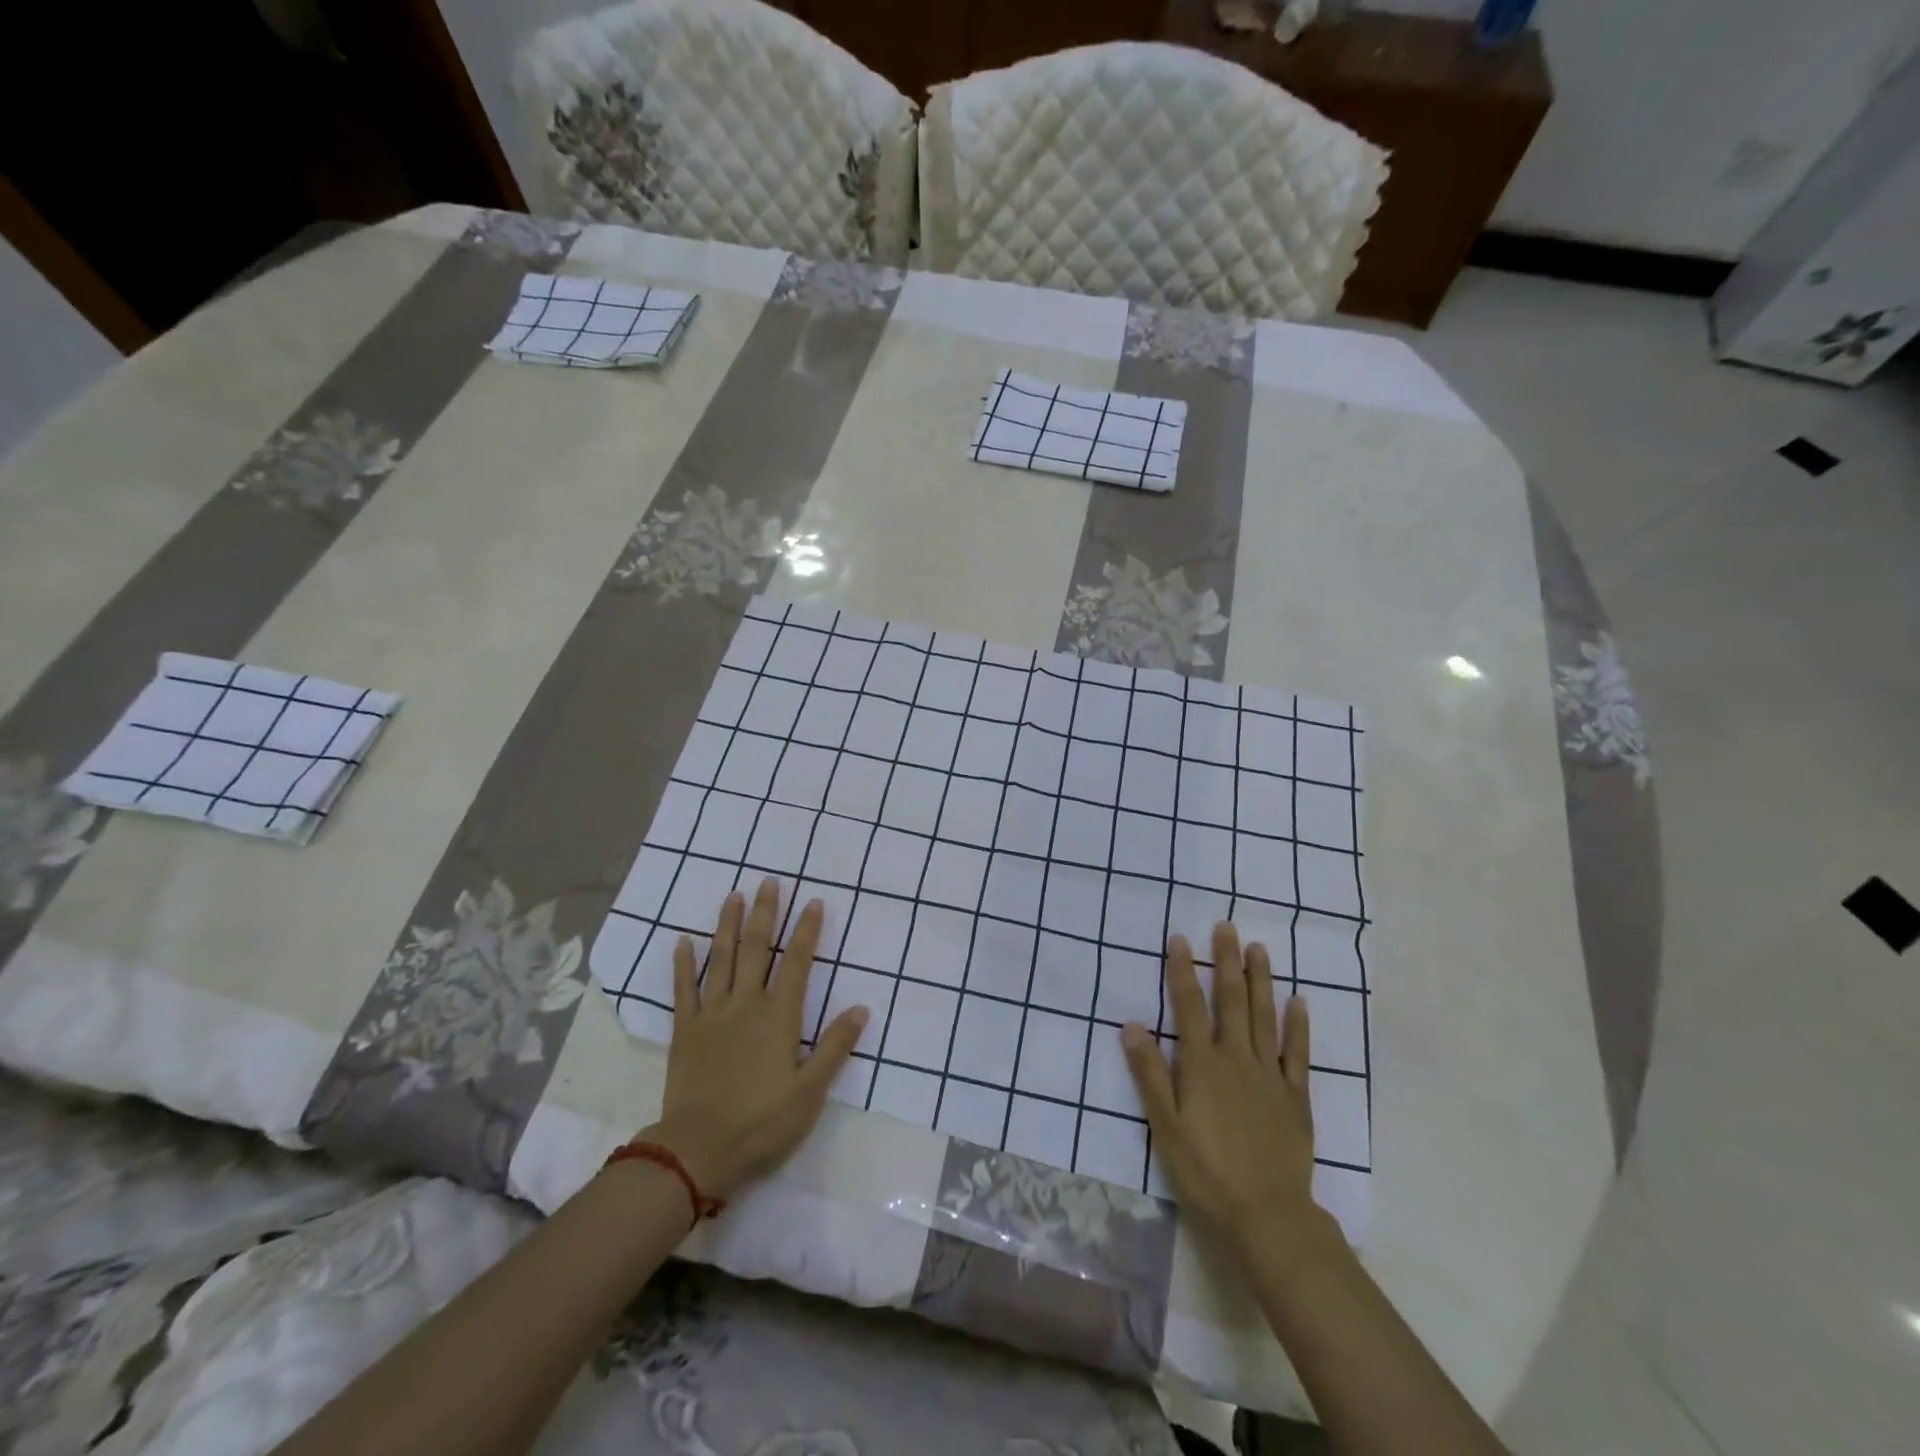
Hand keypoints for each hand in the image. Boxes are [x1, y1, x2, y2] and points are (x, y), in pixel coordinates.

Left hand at [643, 879, 867, 1200]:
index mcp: (779, 1016)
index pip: (798, 962)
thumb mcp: (810, 1092)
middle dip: (766, 913)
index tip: (814, 902)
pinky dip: (684, 964)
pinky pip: (683, 989)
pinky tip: (683, 940)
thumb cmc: (762, 1122)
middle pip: (758, 949)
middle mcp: (746, 1004)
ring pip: (722, 959)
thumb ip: (835, 1047)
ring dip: (728, 926)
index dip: (807, 931)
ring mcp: (712, 1014)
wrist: (698, 1150)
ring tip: (734, 896)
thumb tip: (861, 1008)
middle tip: (770, 882)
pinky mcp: (685, 1030)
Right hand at [1122, 922, 1318, 1255]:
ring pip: (1264, 1016)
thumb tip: (1132, 1025)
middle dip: (1225, 961)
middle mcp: (1236, 1059)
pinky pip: (1298, 1052)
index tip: (1180, 939)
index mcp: (1202, 1064)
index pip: (1189, 1006)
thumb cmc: (1205, 1171)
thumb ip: (1150, 1074)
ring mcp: (1270, 1075)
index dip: (1182, 971)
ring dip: (1260, 980)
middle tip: (1225, 926)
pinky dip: (1298, 1024)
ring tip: (1258, 948)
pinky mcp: (1296, 1096)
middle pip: (1230, 1000)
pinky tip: (1299, 1001)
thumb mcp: (1164, 1126)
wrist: (1266, 1215)